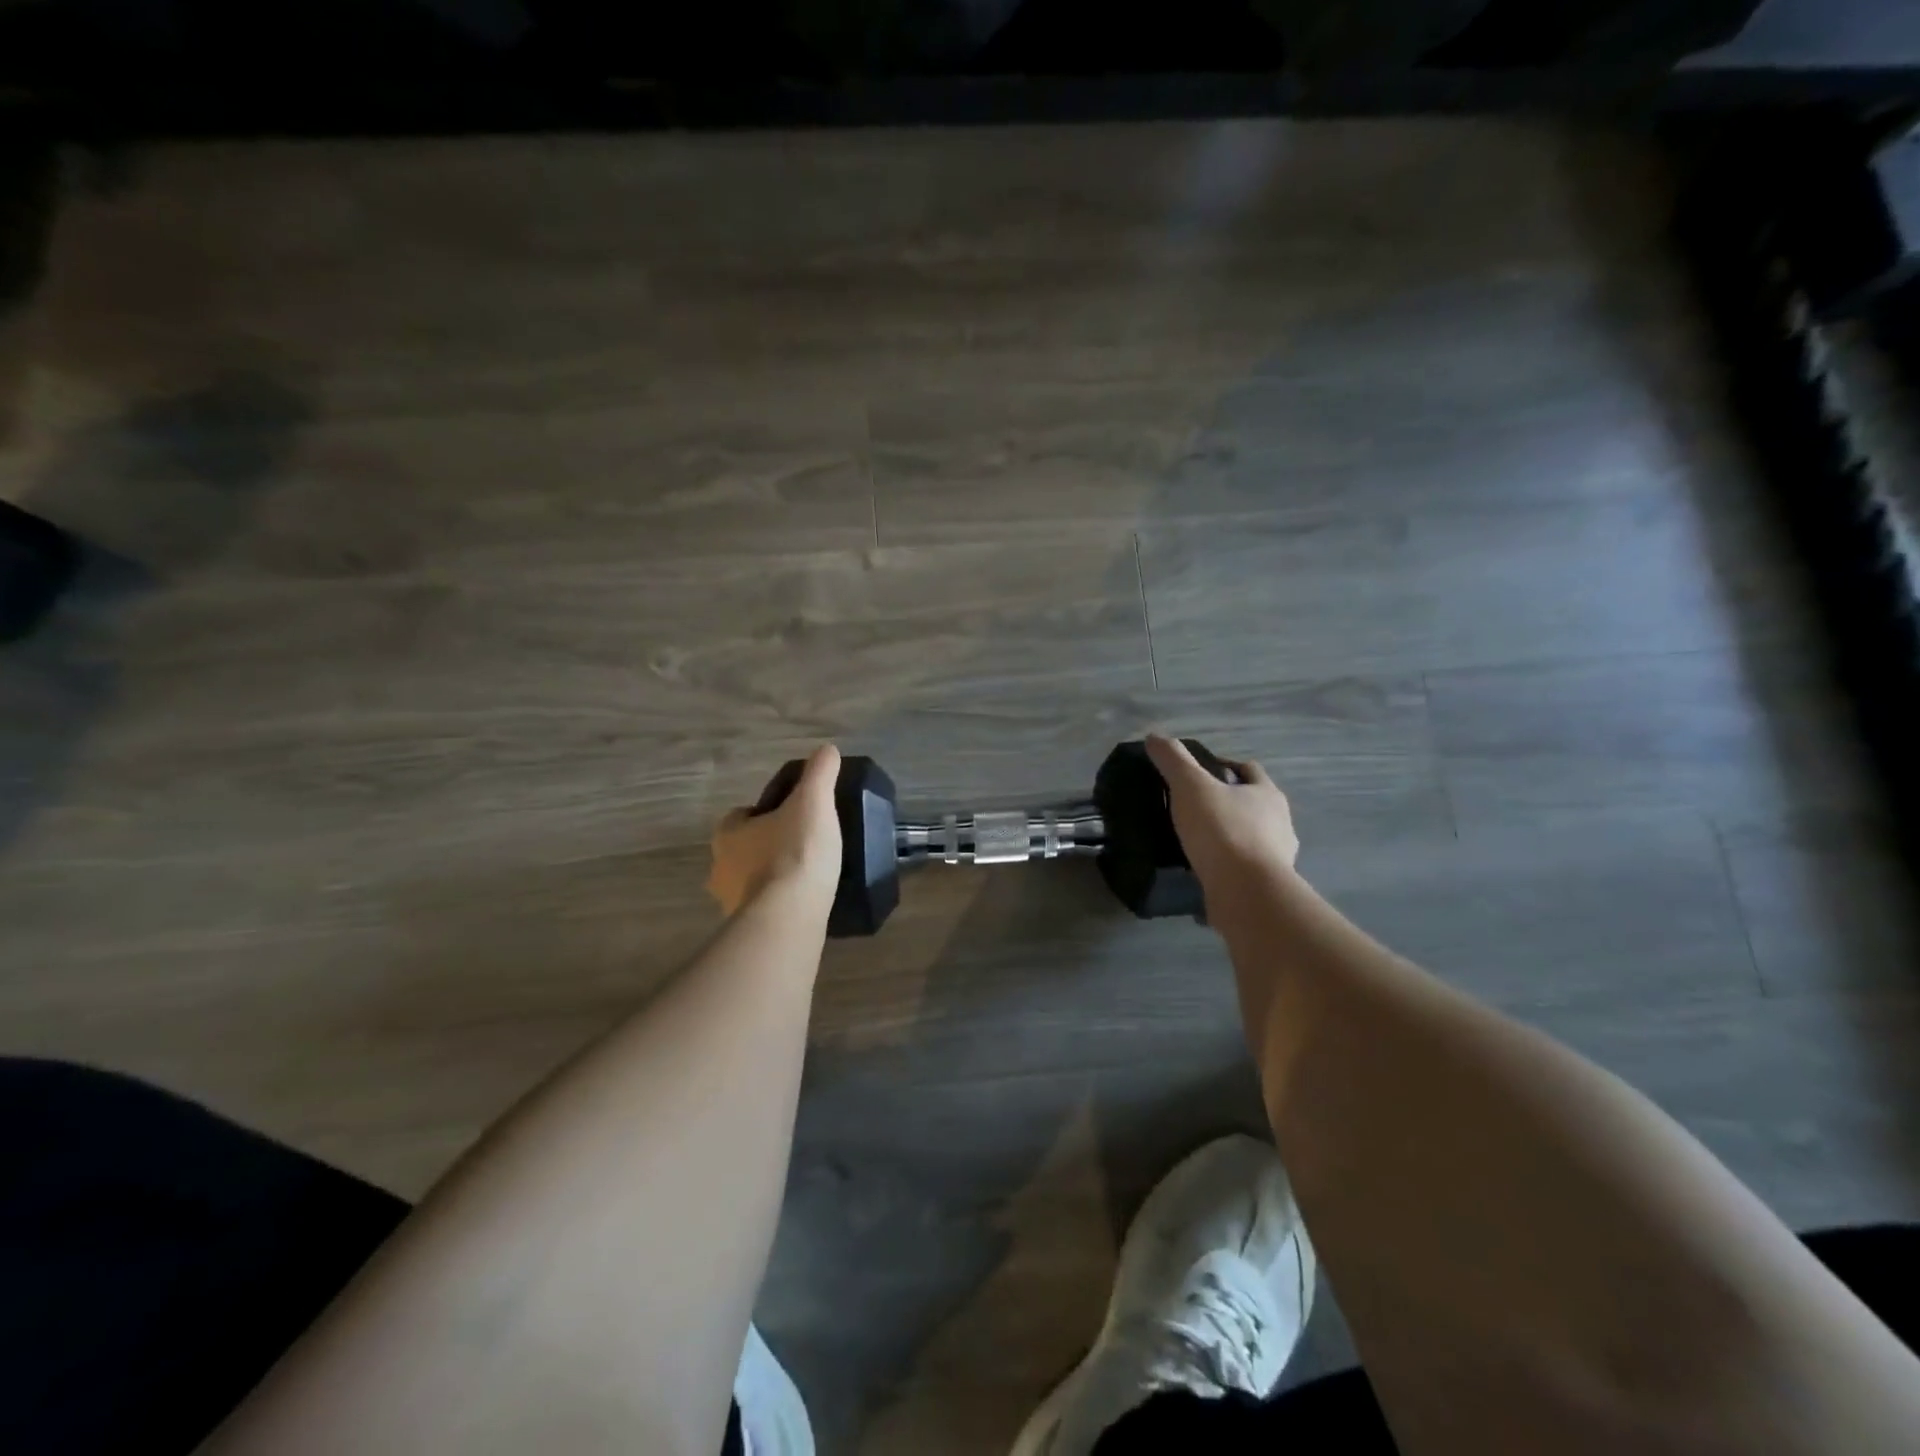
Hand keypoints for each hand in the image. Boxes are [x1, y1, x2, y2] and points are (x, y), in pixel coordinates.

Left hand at [708, 745, 843, 916]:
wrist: (788, 916)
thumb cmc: (795, 852)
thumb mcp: (813, 802)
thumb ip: (819, 774)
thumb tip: (827, 749)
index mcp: (728, 833)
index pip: (739, 816)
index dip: (763, 813)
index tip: (790, 815)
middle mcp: (720, 868)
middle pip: (743, 850)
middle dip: (766, 847)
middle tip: (802, 846)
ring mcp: (729, 903)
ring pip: (750, 882)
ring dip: (770, 879)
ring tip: (806, 877)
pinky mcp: (747, 929)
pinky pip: (762, 910)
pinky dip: (778, 905)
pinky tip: (802, 904)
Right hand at [1145, 735, 1299, 897]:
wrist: (1246, 894)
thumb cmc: (1223, 831)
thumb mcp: (1190, 786)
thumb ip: (1173, 760)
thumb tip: (1154, 737)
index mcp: (1267, 794)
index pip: (1249, 769)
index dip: (1224, 766)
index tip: (1196, 774)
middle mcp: (1279, 824)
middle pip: (1250, 805)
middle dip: (1225, 804)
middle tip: (1190, 808)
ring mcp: (1276, 859)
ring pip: (1247, 839)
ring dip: (1225, 839)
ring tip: (1192, 843)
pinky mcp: (1263, 888)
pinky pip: (1240, 871)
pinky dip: (1223, 869)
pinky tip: (1200, 873)